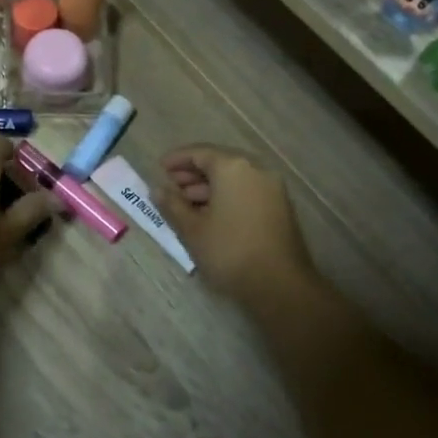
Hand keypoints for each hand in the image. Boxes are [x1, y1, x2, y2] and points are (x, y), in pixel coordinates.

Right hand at [156, 145, 315, 305]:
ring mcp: (272, 188)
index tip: (159, 168)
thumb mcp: (192, 229)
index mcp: (232, 167)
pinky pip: (247, 190)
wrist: (280, 285)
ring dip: (209, 186)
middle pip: (219, 162)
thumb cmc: (229, 251)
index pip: (199, 152)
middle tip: (171, 187)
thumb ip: (172, 205)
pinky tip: (210, 215)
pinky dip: (227, 195)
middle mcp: (256, 169)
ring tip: (186, 204)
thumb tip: (158, 190)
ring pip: (234, 178)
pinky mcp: (280, 207)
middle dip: (192, 173)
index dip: (176, 159)